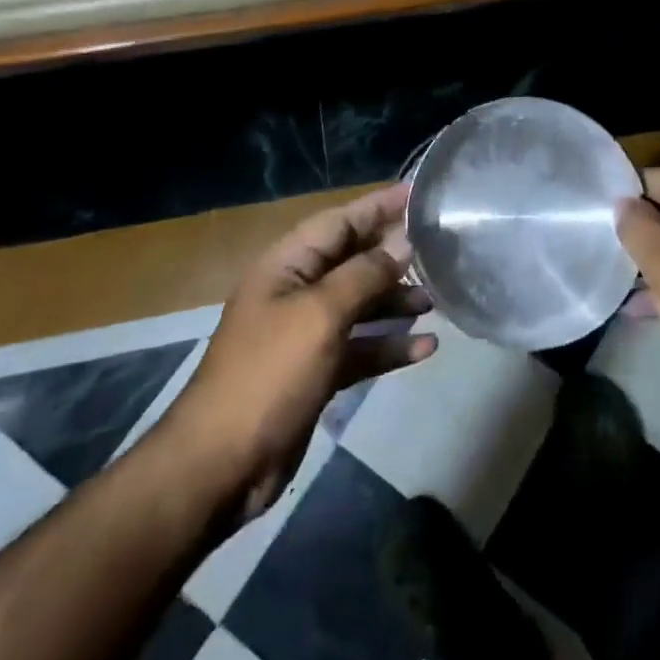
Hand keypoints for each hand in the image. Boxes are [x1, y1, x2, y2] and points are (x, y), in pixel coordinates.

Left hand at [162, 182, 436, 521]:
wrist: (220, 466)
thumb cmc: (269, 374)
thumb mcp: (320, 315)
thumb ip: (364, 275)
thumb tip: (401, 245)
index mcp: (287, 265)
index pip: (340, 221)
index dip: (378, 205)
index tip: (418, 193)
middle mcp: (296, 291)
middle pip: (352, 260)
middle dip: (392, 255)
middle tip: (438, 248)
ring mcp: (305, 334)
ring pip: (359, 305)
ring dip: (395, 301)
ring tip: (436, 299)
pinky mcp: (316, 372)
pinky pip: (360, 347)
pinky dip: (388, 345)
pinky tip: (425, 348)